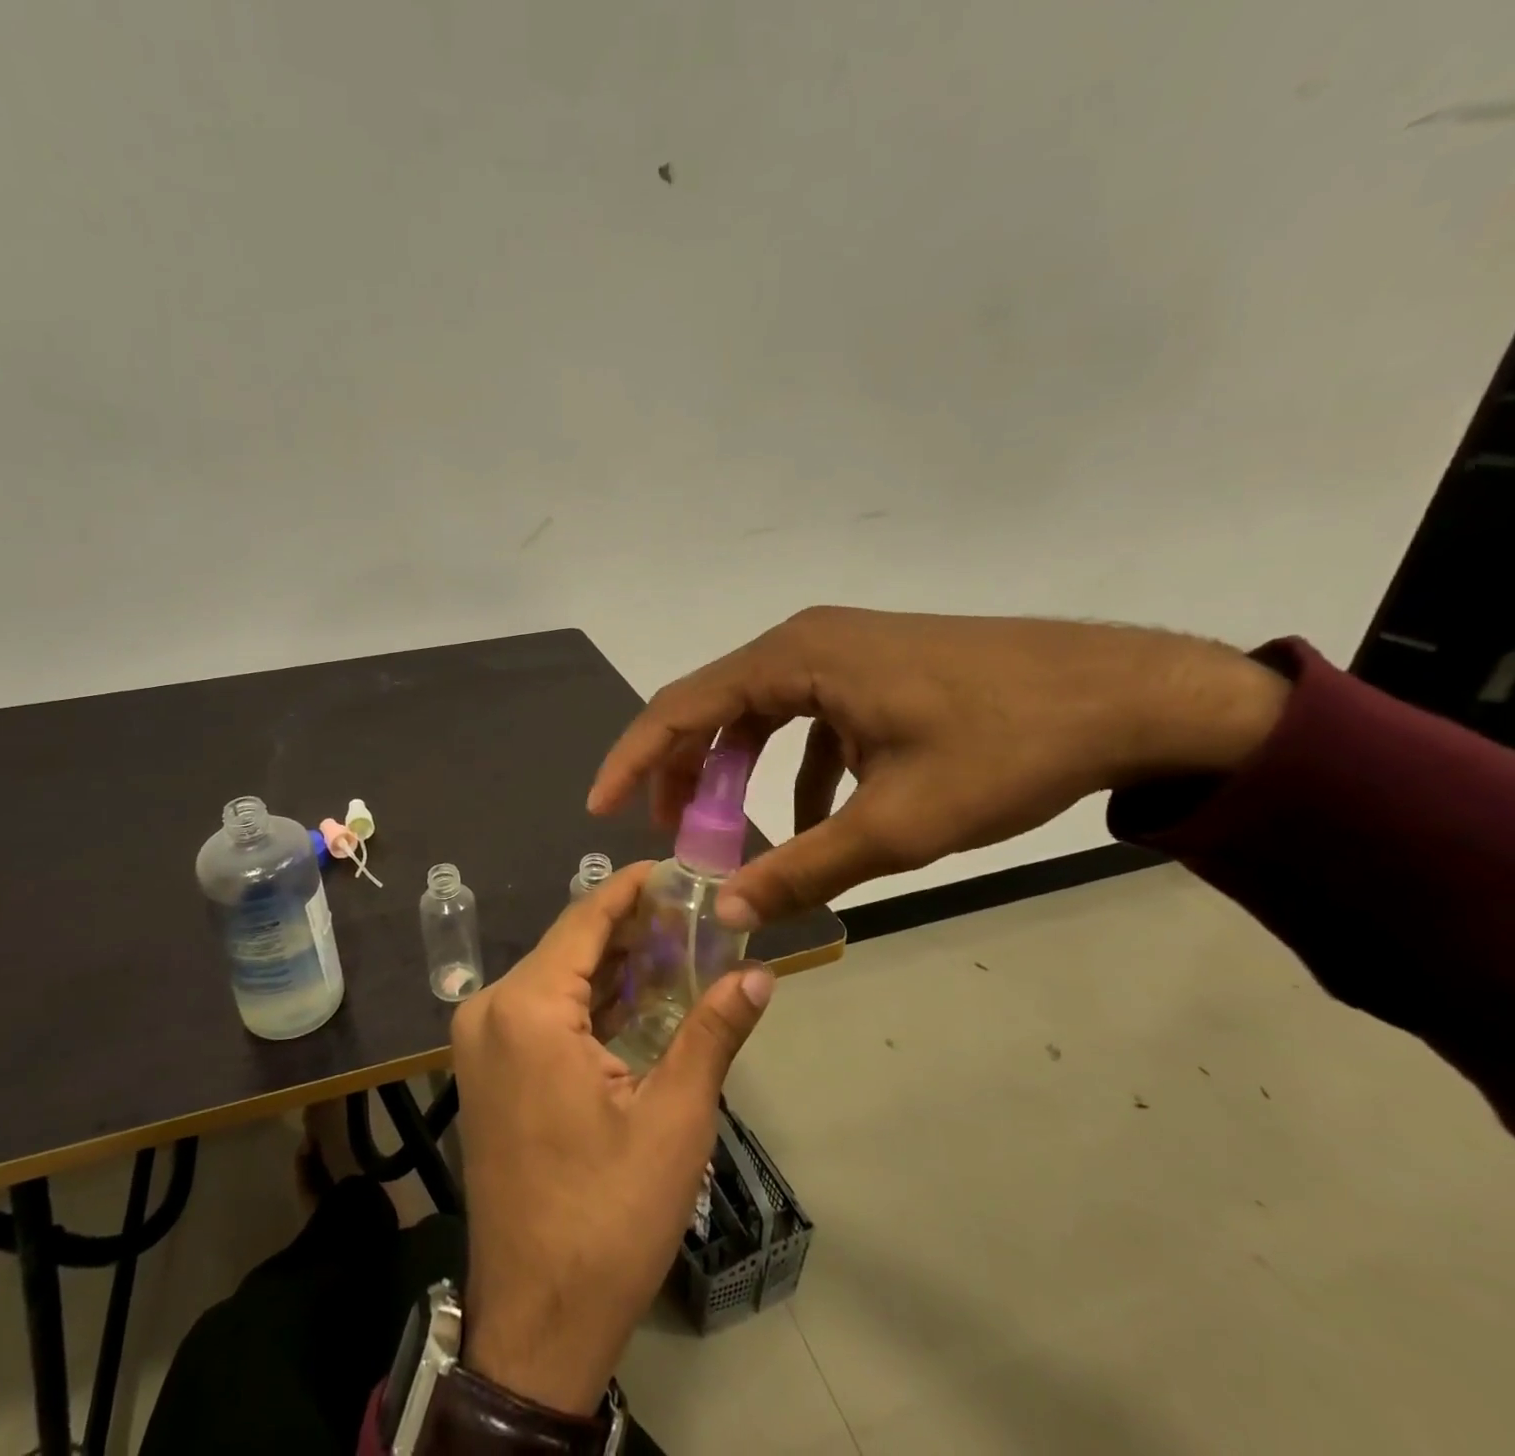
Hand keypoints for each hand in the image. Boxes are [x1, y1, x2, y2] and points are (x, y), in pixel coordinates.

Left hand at [452, 863, 776, 1414]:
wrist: (536, 1319)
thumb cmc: (607, 1216)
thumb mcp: (674, 1119)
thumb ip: (713, 1032)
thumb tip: (760, 972)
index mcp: (526, 1008)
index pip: (585, 919)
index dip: (633, 888)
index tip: (678, 868)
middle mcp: (491, 1009)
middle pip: (570, 945)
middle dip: (632, 928)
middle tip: (697, 913)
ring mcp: (482, 1040)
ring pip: (557, 977)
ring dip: (614, 965)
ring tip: (680, 945)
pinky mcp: (489, 1068)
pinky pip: (543, 1011)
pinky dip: (590, 1000)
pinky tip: (639, 995)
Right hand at [590, 607, 1288, 927]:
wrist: (1129, 695)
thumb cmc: (1005, 749)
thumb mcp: (898, 824)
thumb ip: (804, 868)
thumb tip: (729, 914)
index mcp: (794, 659)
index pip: (681, 707)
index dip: (634, 760)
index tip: (600, 807)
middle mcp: (804, 642)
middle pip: (713, 708)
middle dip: (683, 774)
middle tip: (672, 836)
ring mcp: (840, 651)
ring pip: (758, 713)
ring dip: (736, 771)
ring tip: (730, 832)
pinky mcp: (871, 669)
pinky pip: (806, 716)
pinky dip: (794, 766)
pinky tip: (816, 812)